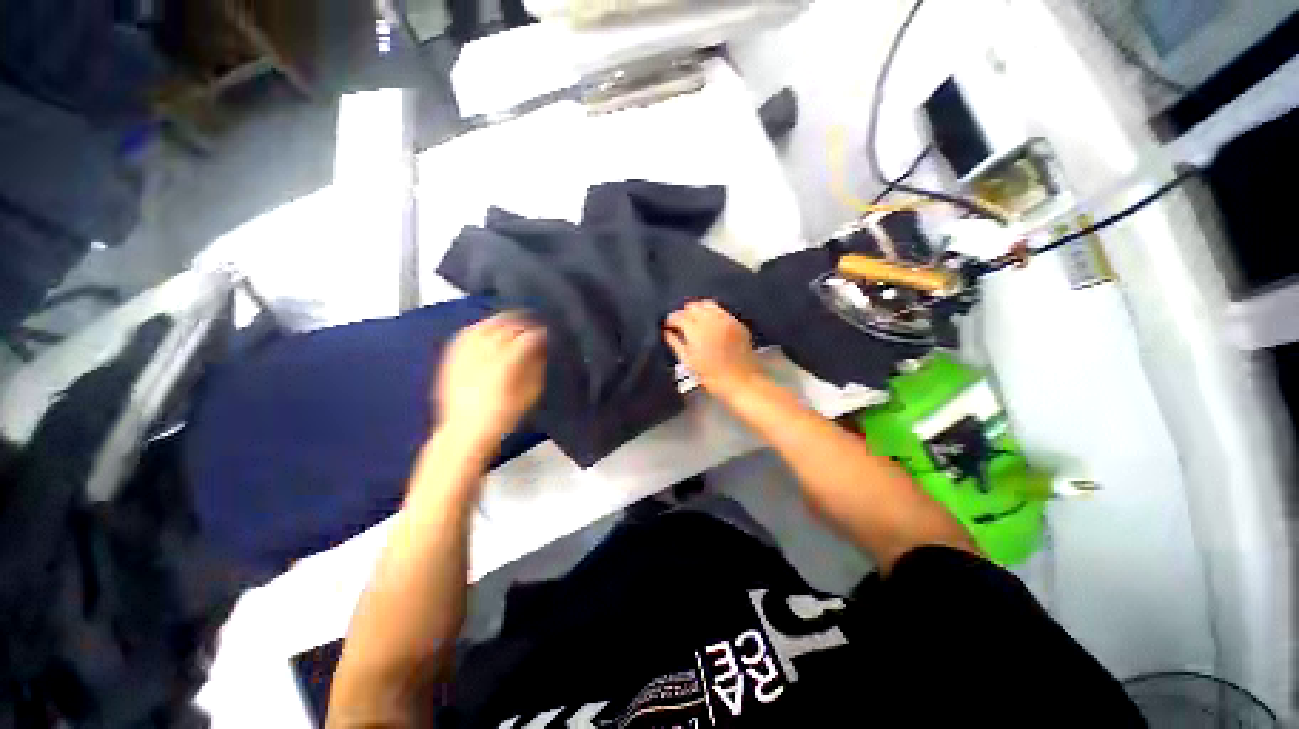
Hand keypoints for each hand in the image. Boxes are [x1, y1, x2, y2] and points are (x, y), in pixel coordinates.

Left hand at [436, 313, 546, 448]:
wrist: (464, 432)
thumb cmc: (503, 417)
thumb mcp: (529, 395)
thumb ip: (536, 368)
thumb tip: (540, 350)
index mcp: (505, 366)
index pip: (526, 340)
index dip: (538, 334)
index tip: (546, 333)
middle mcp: (483, 356)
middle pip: (505, 329)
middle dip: (522, 324)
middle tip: (532, 325)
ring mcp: (465, 355)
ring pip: (484, 327)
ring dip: (501, 321)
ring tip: (512, 321)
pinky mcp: (452, 358)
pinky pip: (465, 335)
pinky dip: (479, 327)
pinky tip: (486, 327)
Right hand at [664, 300, 763, 396]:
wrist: (742, 381)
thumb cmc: (711, 377)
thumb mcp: (688, 362)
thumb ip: (676, 344)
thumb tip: (667, 333)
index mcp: (696, 331)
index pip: (678, 316)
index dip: (670, 320)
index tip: (667, 326)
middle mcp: (711, 320)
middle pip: (693, 307)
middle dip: (684, 313)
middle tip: (680, 324)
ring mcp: (726, 319)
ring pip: (708, 304)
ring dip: (698, 310)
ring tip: (694, 321)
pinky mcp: (737, 322)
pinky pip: (721, 311)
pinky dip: (712, 313)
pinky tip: (710, 323)